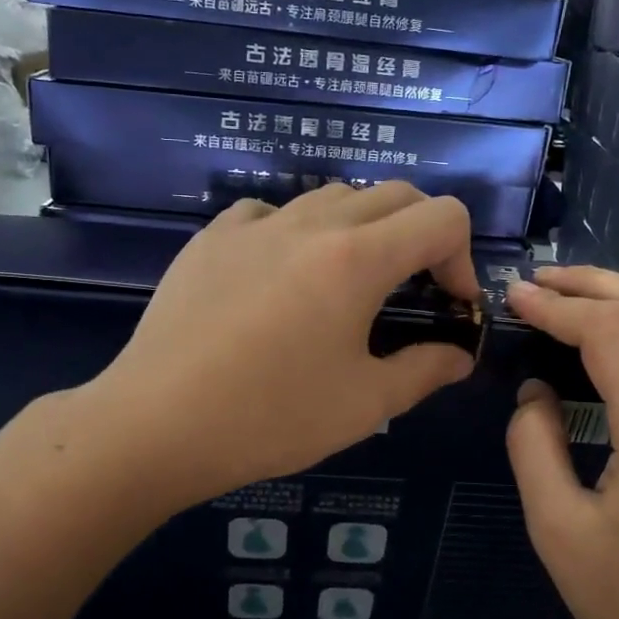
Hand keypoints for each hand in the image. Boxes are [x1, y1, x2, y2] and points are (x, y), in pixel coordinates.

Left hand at [64, 183, 479, 512]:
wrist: (156, 424)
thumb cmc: (270, 417)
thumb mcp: (364, 404)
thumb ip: (425, 370)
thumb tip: (458, 356)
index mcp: (357, 258)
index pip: (443, 217)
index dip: (462, 257)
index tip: (447, 305)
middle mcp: (311, 223)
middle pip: (395, 195)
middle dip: (422, 235)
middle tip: (411, 290)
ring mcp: (255, 224)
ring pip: (334, 196)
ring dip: (363, 228)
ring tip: (348, 283)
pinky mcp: (213, 236)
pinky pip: (273, 211)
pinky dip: (298, 232)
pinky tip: (281, 277)